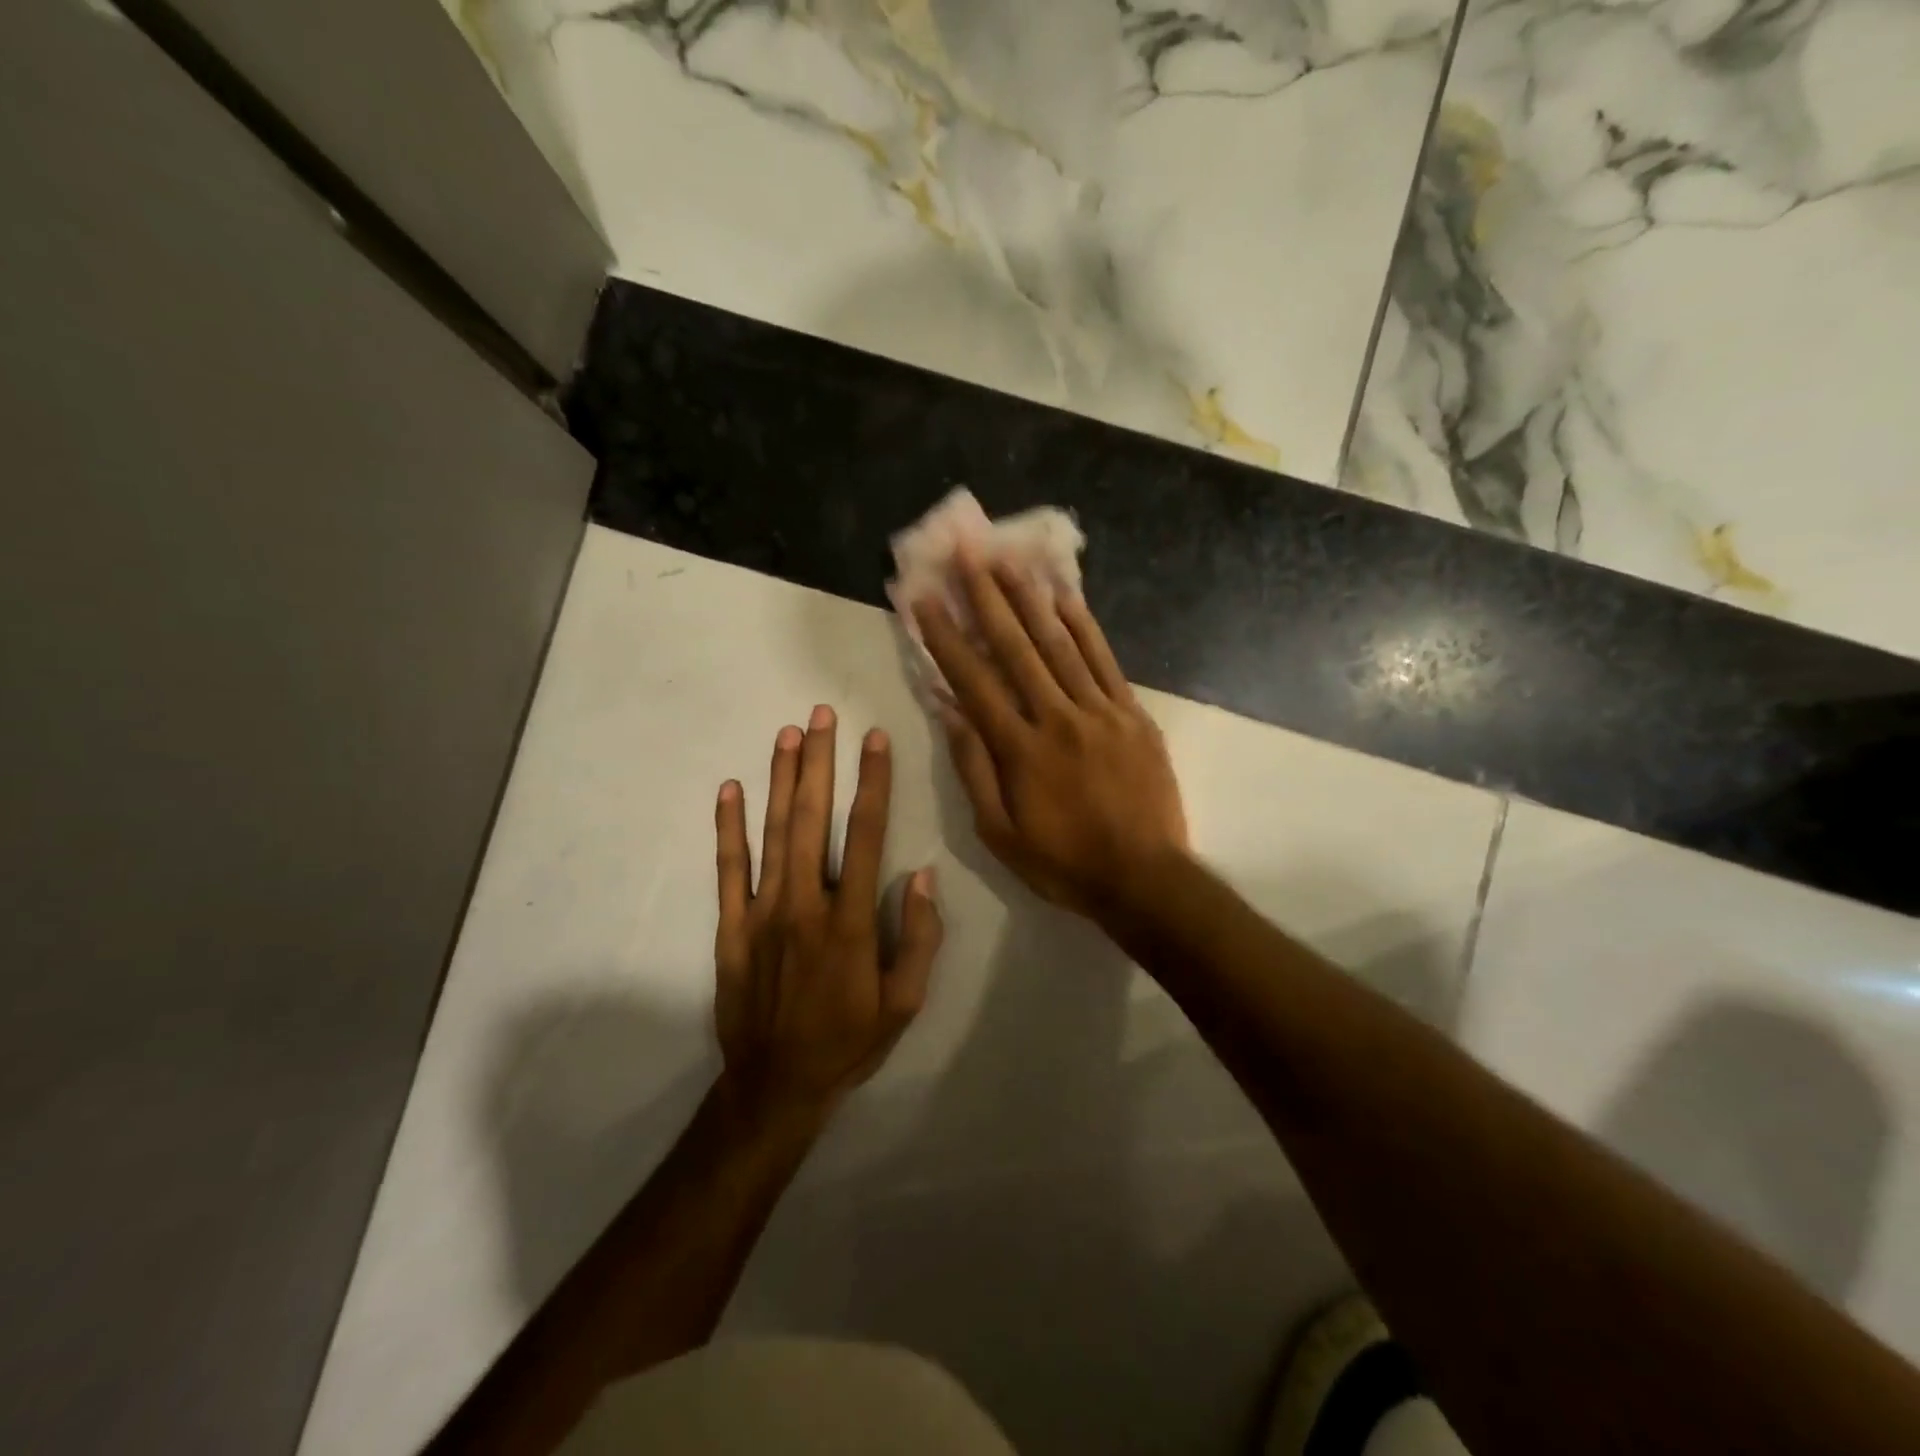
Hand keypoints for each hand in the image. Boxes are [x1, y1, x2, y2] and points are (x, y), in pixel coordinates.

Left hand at [713, 707, 943, 1127]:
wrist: (776, 1086)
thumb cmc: (848, 1042)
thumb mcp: (905, 1003)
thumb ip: (919, 938)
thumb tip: (924, 875)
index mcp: (851, 921)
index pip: (866, 835)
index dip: (873, 782)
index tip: (875, 739)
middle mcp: (805, 904)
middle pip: (813, 819)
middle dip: (819, 762)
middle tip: (821, 714)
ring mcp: (763, 913)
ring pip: (773, 833)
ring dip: (780, 780)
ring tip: (787, 734)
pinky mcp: (731, 928)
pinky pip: (729, 870)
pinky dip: (728, 828)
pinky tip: (730, 790)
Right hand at [912, 552, 1187, 918]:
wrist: (1145, 878)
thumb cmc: (1064, 862)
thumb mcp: (1000, 833)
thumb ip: (974, 769)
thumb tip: (949, 711)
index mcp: (1019, 749)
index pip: (973, 681)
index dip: (945, 636)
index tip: (925, 598)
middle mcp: (1056, 718)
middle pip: (1015, 647)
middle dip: (985, 596)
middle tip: (966, 552)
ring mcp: (1099, 711)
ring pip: (1059, 643)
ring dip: (1030, 598)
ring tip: (1008, 559)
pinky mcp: (1131, 714)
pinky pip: (1104, 661)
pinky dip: (1083, 626)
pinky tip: (1065, 596)